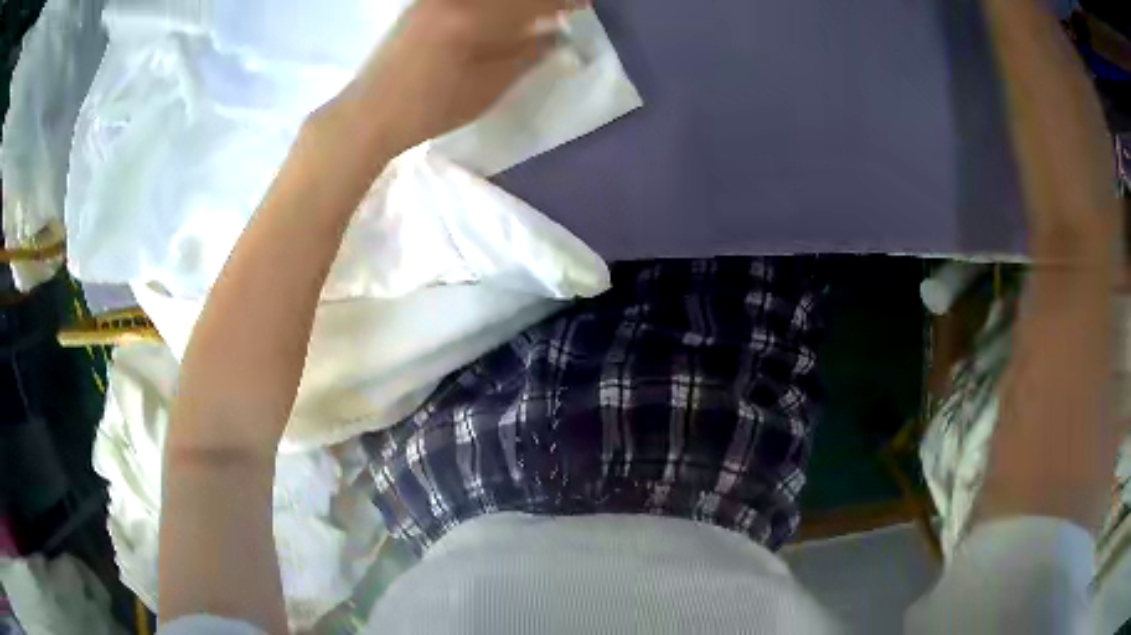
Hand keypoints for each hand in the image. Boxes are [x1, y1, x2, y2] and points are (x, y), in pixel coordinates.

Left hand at [332, 0, 578, 154]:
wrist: (368, 114)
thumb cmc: (429, 109)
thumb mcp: (486, 89)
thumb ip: (525, 57)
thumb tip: (556, 38)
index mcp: (472, 18)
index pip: (529, 3)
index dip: (561, 2)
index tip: (584, 4)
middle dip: (538, 0)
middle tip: (560, 8)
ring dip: (515, 3)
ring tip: (532, 14)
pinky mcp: (420, 5)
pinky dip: (489, 5)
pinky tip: (499, 15)